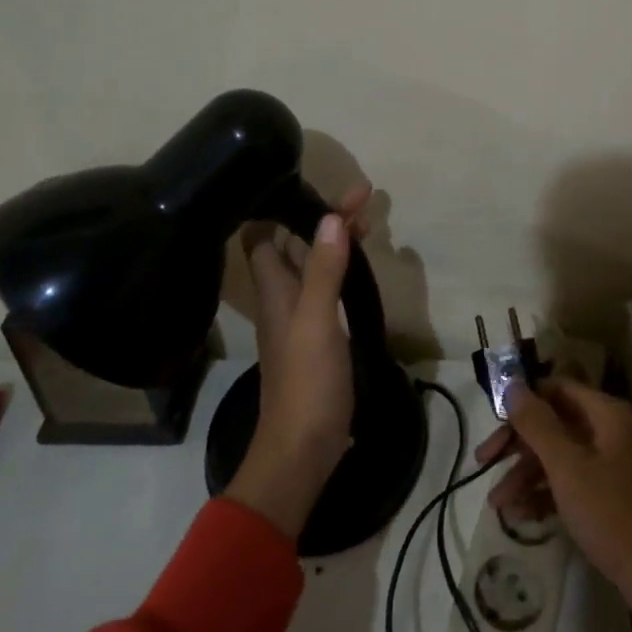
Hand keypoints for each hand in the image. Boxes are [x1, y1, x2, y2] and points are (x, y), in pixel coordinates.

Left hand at [224, 185, 370, 539]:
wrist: (303, 448)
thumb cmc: (306, 383)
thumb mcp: (317, 323)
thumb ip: (324, 272)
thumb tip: (331, 218)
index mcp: (275, 289)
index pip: (262, 235)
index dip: (279, 207)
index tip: (311, 183)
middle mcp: (284, 296)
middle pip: (296, 244)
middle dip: (323, 217)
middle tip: (363, 197)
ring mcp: (302, 316)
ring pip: (316, 264)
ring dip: (336, 239)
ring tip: (370, 219)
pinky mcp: (320, 334)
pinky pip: (329, 286)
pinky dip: (344, 267)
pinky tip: (362, 265)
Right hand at [477, 377, 631, 631]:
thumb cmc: (612, 514)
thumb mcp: (567, 467)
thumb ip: (537, 423)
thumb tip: (513, 384)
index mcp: (608, 414)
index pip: (558, 388)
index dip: (524, 401)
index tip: (493, 423)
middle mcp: (612, 431)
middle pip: (556, 423)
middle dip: (519, 444)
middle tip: (484, 463)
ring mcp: (614, 465)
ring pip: (561, 456)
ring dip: (527, 474)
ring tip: (497, 504)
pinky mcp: (612, 496)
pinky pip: (572, 482)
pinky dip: (546, 494)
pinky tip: (521, 515)